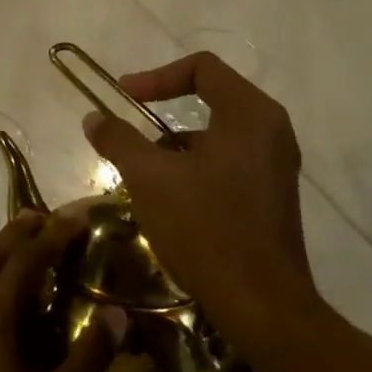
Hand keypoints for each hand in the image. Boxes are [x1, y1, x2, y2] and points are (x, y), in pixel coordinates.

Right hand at [82, 52, 326, 368]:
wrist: (260, 304)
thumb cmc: (205, 229)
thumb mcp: (148, 178)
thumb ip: (119, 139)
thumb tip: (94, 117)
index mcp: (250, 115)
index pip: (203, 68)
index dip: (157, 76)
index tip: (125, 97)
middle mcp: (271, 131)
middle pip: (212, 96)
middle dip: (165, 109)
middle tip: (131, 127)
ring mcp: (276, 164)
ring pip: (218, 132)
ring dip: (176, 142)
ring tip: (143, 171)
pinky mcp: (272, 194)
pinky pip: (229, 159)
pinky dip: (195, 164)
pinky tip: (170, 197)